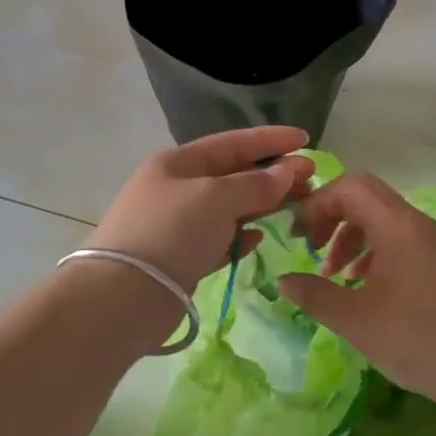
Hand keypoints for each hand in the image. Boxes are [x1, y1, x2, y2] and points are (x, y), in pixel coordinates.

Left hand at [88, 126, 318, 290]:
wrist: (123, 295)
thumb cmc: (171, 231)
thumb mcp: (216, 198)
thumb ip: (255, 184)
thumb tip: (288, 170)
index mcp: (177, 163)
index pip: (231, 142)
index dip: (270, 139)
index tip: (306, 139)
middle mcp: (175, 188)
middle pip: (232, 175)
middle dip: (271, 174)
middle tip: (311, 179)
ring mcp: (176, 224)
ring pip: (228, 208)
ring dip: (261, 206)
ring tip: (297, 207)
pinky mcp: (180, 258)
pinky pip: (217, 240)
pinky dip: (238, 237)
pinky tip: (257, 239)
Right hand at [278, 172, 435, 412]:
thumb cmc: (415, 339)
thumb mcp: (354, 319)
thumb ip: (313, 294)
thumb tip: (282, 280)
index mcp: (397, 225)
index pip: (349, 187)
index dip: (316, 203)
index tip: (296, 235)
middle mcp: (416, 223)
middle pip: (365, 196)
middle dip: (331, 215)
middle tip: (310, 245)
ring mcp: (431, 242)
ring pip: (380, 218)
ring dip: (350, 235)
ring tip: (333, 273)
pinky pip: (397, 238)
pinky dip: (371, 250)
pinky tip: (361, 284)